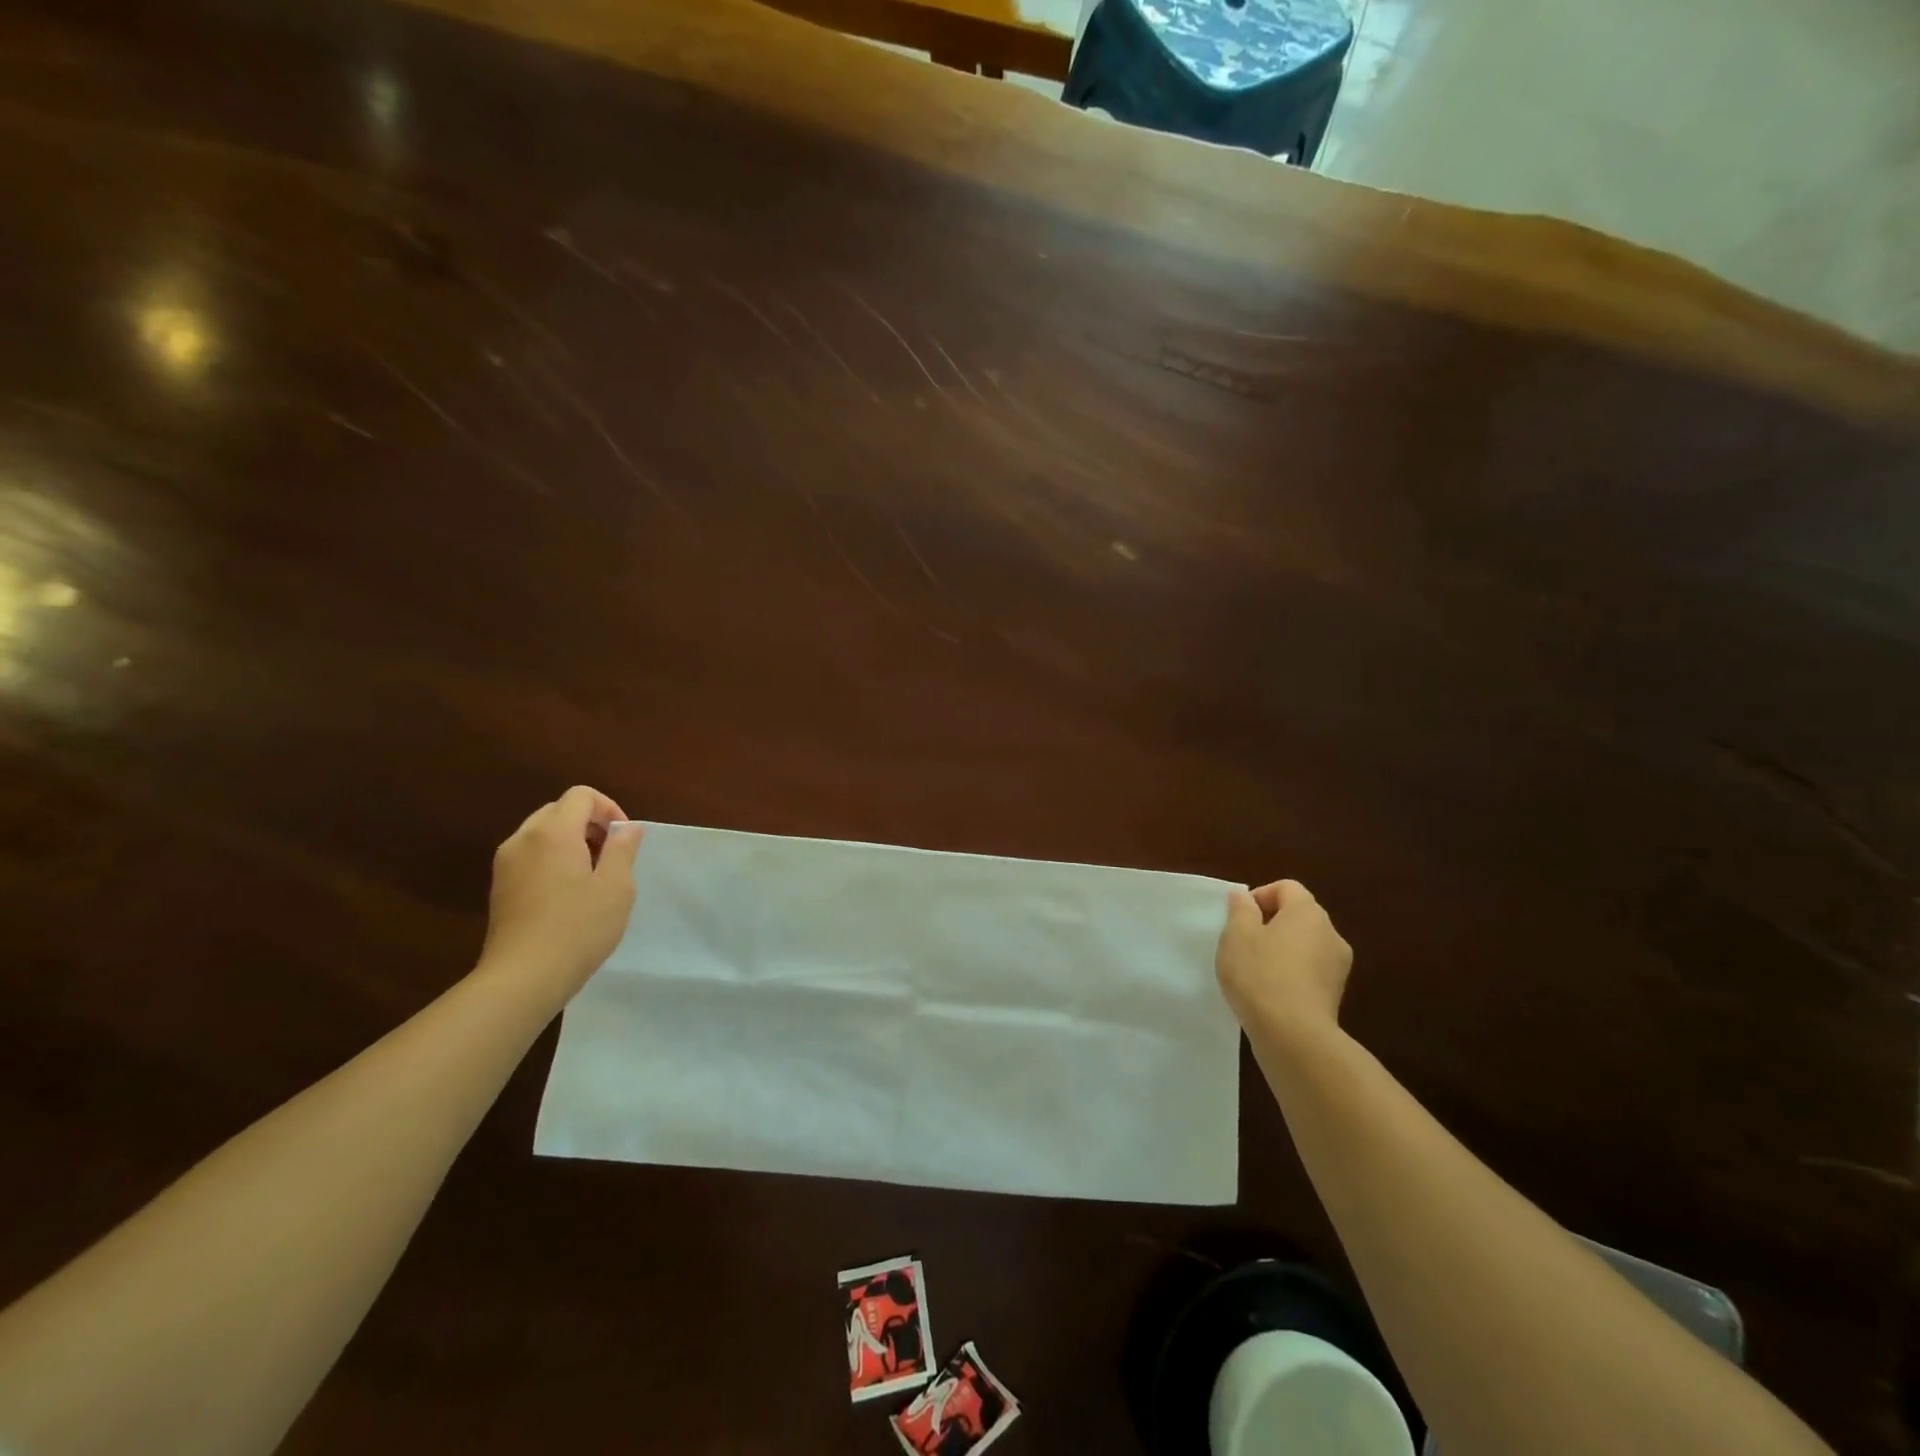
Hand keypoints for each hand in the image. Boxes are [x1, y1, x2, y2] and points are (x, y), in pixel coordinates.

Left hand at [480, 786, 643, 995]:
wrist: (522, 978)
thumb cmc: (578, 928)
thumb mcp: (616, 887)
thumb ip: (623, 849)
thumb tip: (628, 829)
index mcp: (552, 833)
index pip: (581, 796)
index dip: (609, 808)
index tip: (623, 839)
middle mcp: (523, 840)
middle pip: (559, 810)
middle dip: (589, 824)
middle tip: (611, 856)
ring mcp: (506, 865)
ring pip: (542, 833)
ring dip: (571, 842)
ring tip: (592, 876)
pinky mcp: (499, 888)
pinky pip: (530, 856)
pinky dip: (552, 860)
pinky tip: (568, 895)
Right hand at [1216, 880, 1352, 1044]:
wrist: (1293, 1036)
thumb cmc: (1260, 975)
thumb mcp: (1237, 935)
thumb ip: (1240, 910)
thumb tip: (1244, 896)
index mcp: (1308, 913)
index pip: (1286, 888)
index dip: (1259, 896)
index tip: (1239, 919)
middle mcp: (1331, 934)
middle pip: (1298, 915)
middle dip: (1269, 924)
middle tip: (1242, 944)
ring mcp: (1338, 967)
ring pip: (1304, 945)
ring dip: (1281, 950)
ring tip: (1254, 971)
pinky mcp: (1336, 995)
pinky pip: (1309, 971)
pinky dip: (1291, 974)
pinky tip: (1270, 992)